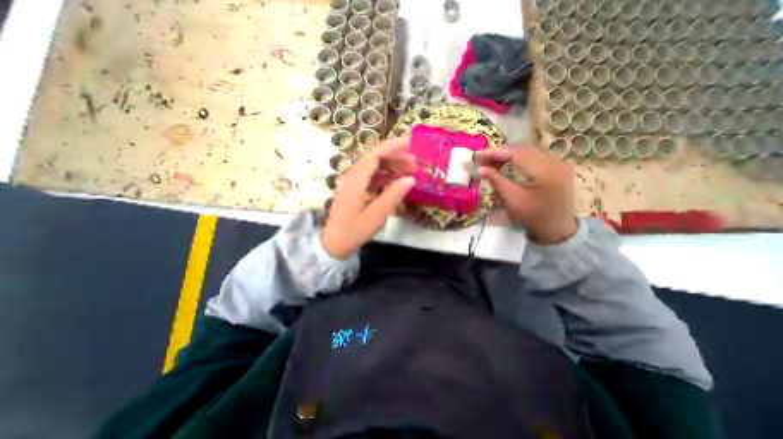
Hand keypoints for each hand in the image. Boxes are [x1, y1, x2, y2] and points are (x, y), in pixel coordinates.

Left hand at [319, 138, 415, 258]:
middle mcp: (353, 177)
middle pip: (374, 158)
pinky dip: (385, 175)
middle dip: (395, 156)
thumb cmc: (354, 230)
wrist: (334, 244)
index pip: (375, 155)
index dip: (392, 147)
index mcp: (357, 180)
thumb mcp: (377, 215)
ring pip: (373, 167)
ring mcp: (353, 183)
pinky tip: (395, 181)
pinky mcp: (354, 190)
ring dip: (391, 165)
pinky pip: (371, 176)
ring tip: (409, 170)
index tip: (409, 144)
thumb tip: (411, 179)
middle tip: (415, 161)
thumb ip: (393, 195)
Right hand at [474, 146, 576, 244]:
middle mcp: (555, 161)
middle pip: (523, 149)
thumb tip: (480, 168)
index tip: (477, 155)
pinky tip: (508, 163)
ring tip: (491, 162)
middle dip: (500, 153)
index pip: (516, 153)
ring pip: (529, 151)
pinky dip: (519, 159)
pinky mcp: (559, 167)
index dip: (495, 152)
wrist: (558, 230)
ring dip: (509, 155)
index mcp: (545, 171)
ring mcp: (559, 163)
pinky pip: (535, 156)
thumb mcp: (512, 200)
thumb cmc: (533, 218)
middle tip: (482, 159)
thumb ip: (496, 181)